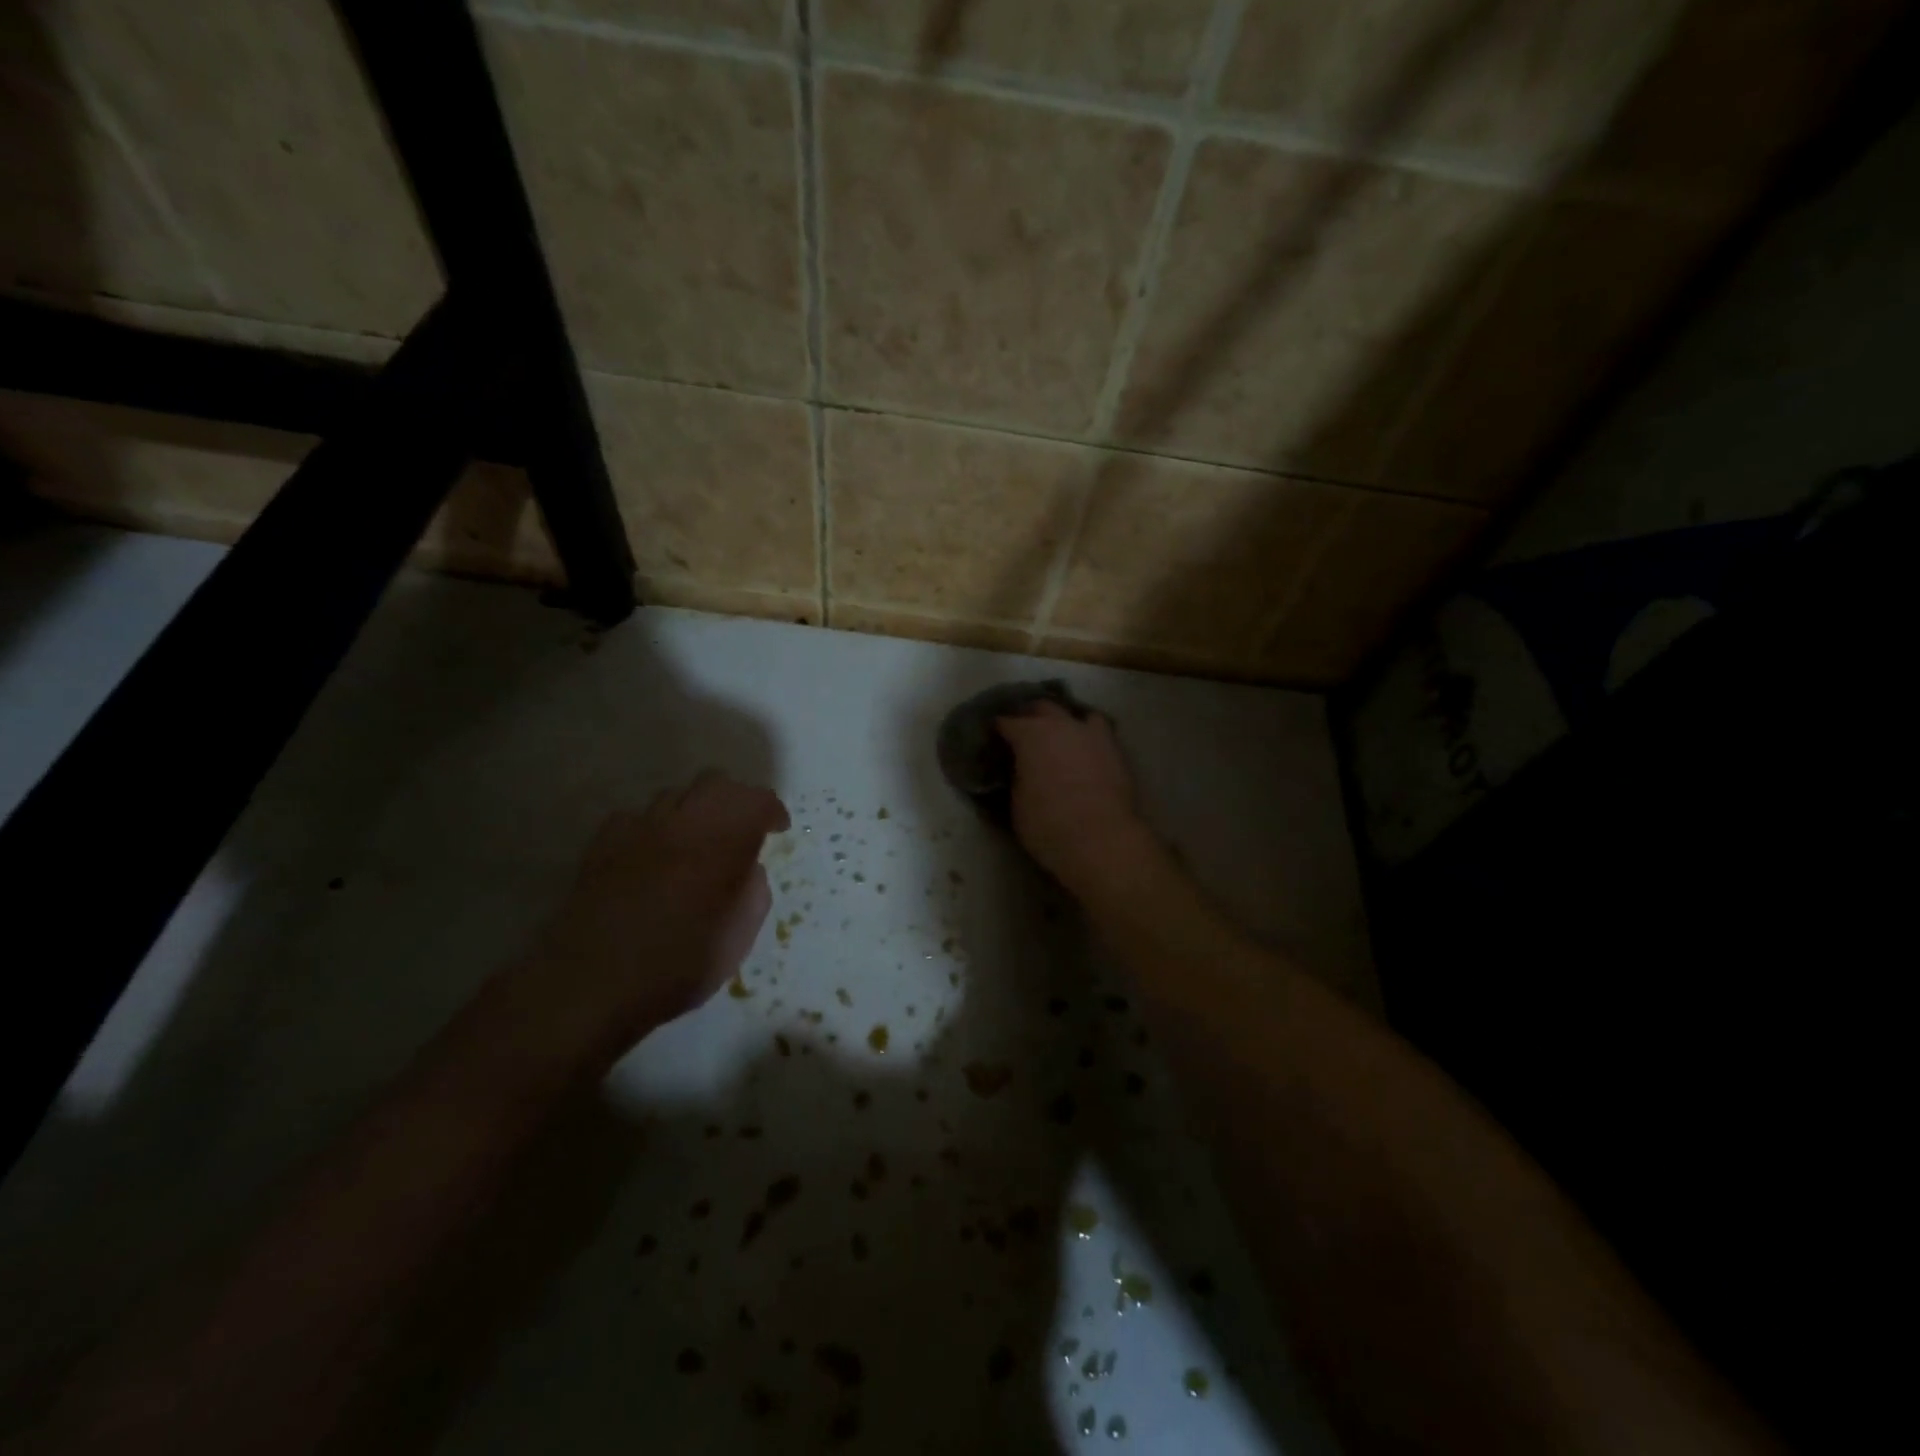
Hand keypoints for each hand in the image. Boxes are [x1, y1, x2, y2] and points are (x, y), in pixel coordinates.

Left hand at [510, 770, 788, 1070]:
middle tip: (742, 828)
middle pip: (714, 782)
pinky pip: (635, 818)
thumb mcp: (737, 938)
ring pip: (674, 795)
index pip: (755, 801)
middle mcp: (681, 823)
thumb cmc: (677, 965)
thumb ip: (752, 892)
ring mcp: (637, 829)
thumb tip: (748, 869)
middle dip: (735, 799)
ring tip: (696, 842)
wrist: (591, 983)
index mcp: (721, 842)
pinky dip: (653, 828)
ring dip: (693, 810)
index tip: (777, 829)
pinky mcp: (602, 844)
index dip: (771, 809)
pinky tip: (652, 855)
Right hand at [996, 701, 1151, 894]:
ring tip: (1060, 737)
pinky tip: (1085, 751)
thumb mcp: (1017, 803)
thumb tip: (1018, 770)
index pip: (1007, 722)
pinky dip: (1089, 738)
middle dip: (1030, 716)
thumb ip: (1016, 777)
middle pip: (1042, 708)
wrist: (1102, 840)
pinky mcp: (1116, 751)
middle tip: (1023, 731)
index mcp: (1031, 735)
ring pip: (1077, 715)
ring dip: (1065, 722)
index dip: (998, 729)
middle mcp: (1062, 725)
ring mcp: (1093, 735)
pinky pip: (1099, 734)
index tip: (993, 738)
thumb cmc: (1048, 825)